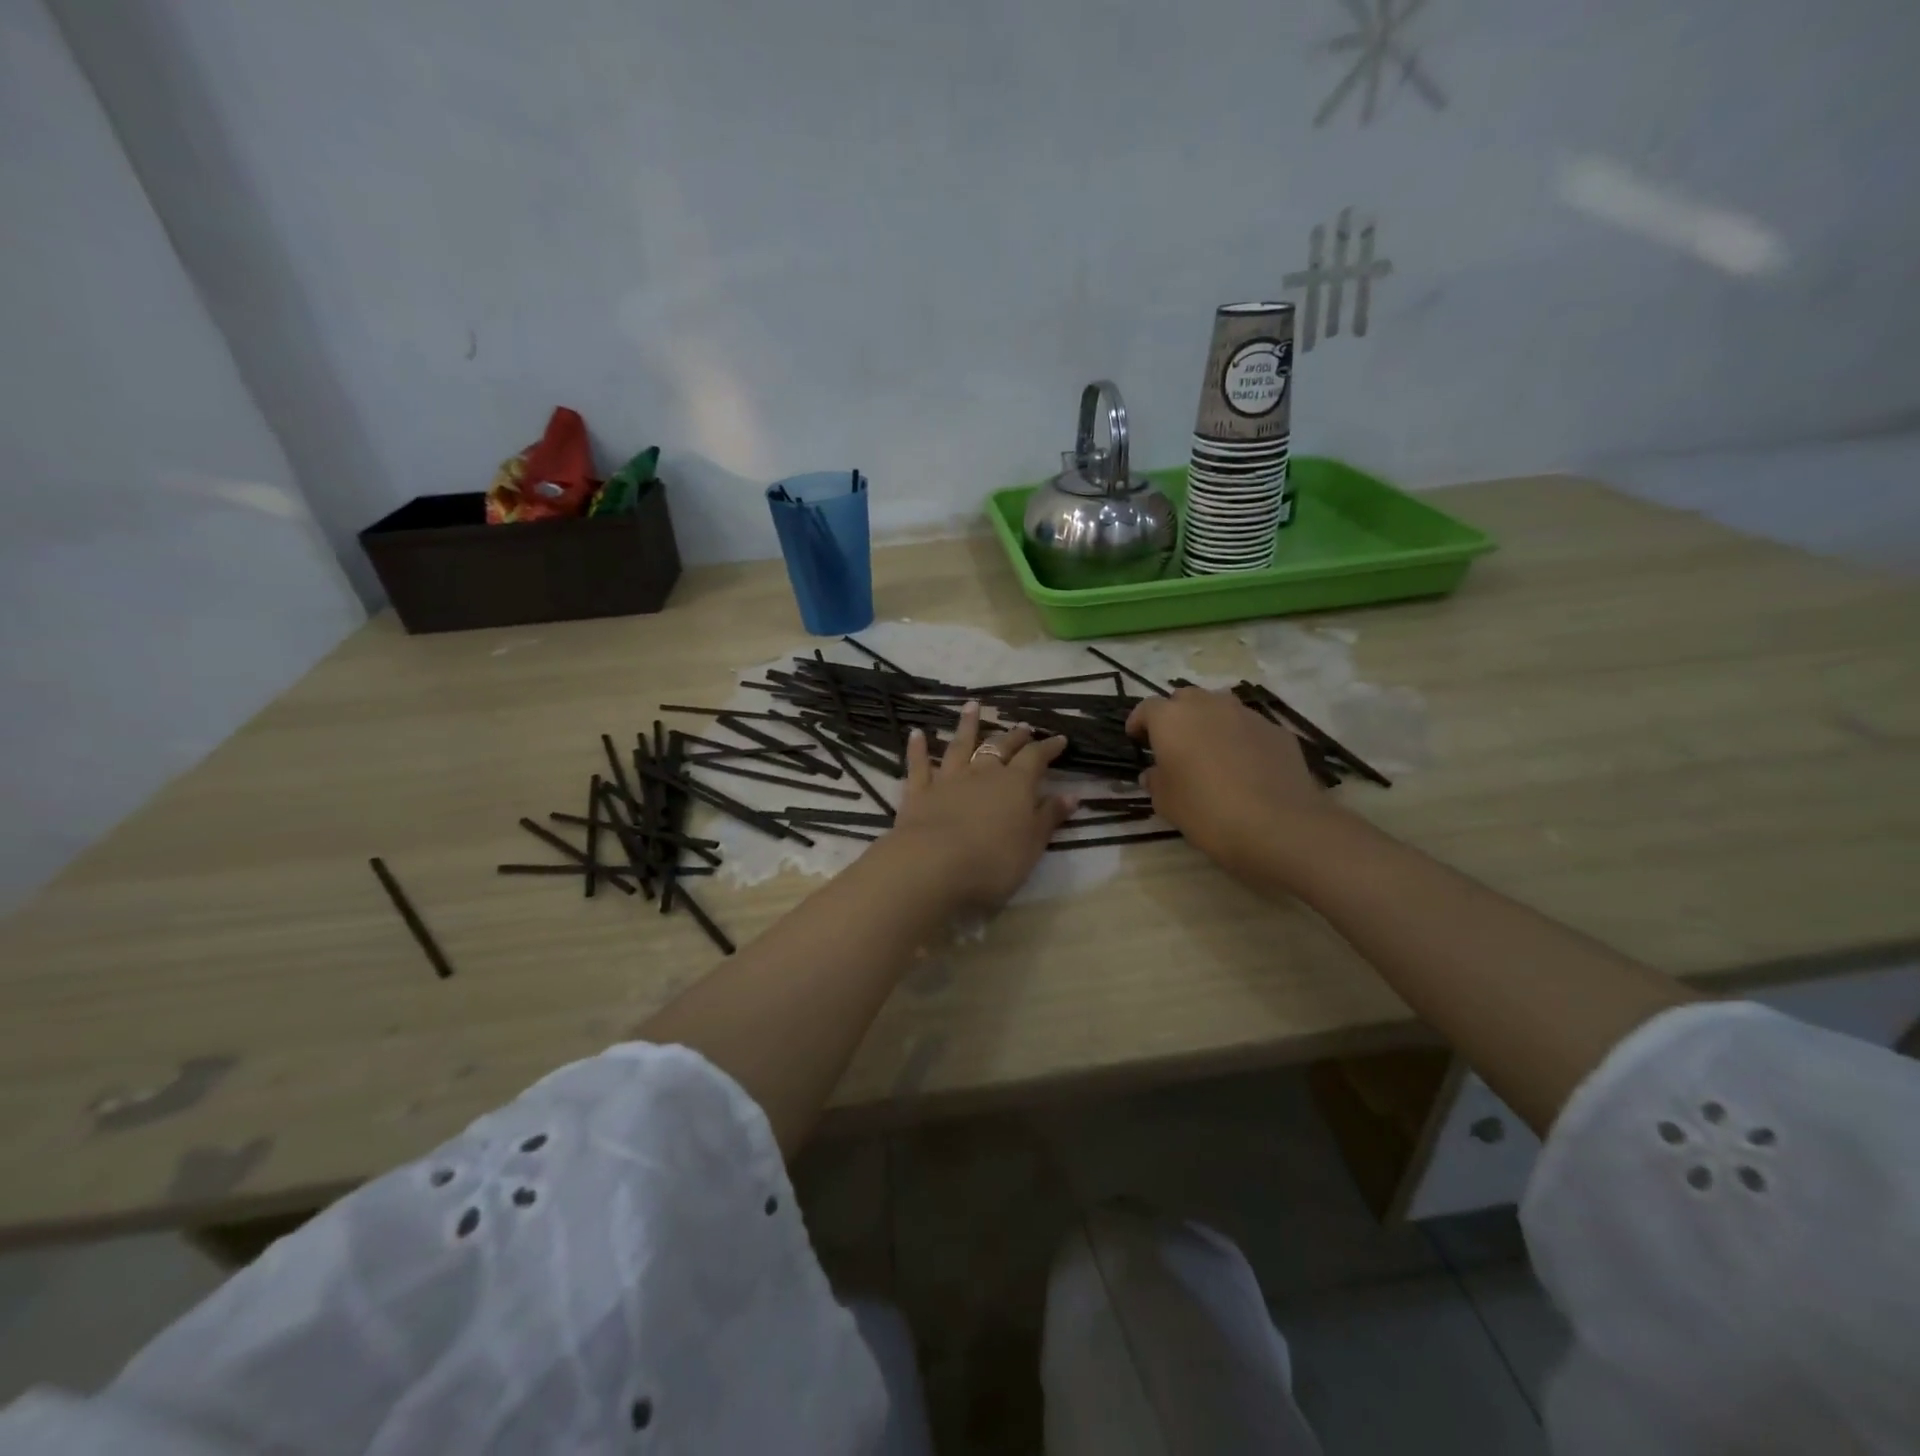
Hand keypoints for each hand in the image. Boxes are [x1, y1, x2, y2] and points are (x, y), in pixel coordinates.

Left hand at [884, 702, 1075, 912]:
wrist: (933, 865)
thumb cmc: (993, 861)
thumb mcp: (1032, 844)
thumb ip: (1049, 817)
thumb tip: (1071, 795)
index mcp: (1015, 784)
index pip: (1035, 758)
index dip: (1048, 747)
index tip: (1059, 739)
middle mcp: (982, 773)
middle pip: (1000, 747)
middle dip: (1013, 736)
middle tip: (1022, 726)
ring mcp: (948, 779)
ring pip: (959, 746)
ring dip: (966, 725)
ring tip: (971, 706)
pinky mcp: (918, 792)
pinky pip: (919, 764)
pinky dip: (918, 748)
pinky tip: (917, 734)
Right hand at [1126, 687, 1341, 882]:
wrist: (1279, 825)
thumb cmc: (1207, 812)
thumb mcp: (1167, 803)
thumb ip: (1156, 781)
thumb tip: (1155, 772)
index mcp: (1172, 719)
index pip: (1147, 708)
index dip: (1139, 722)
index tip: (1137, 740)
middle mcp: (1208, 706)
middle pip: (1185, 698)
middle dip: (1176, 716)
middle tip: (1175, 744)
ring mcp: (1247, 715)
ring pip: (1220, 707)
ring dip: (1210, 722)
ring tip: (1211, 752)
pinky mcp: (1277, 730)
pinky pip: (1249, 727)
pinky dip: (1241, 738)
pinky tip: (1245, 767)